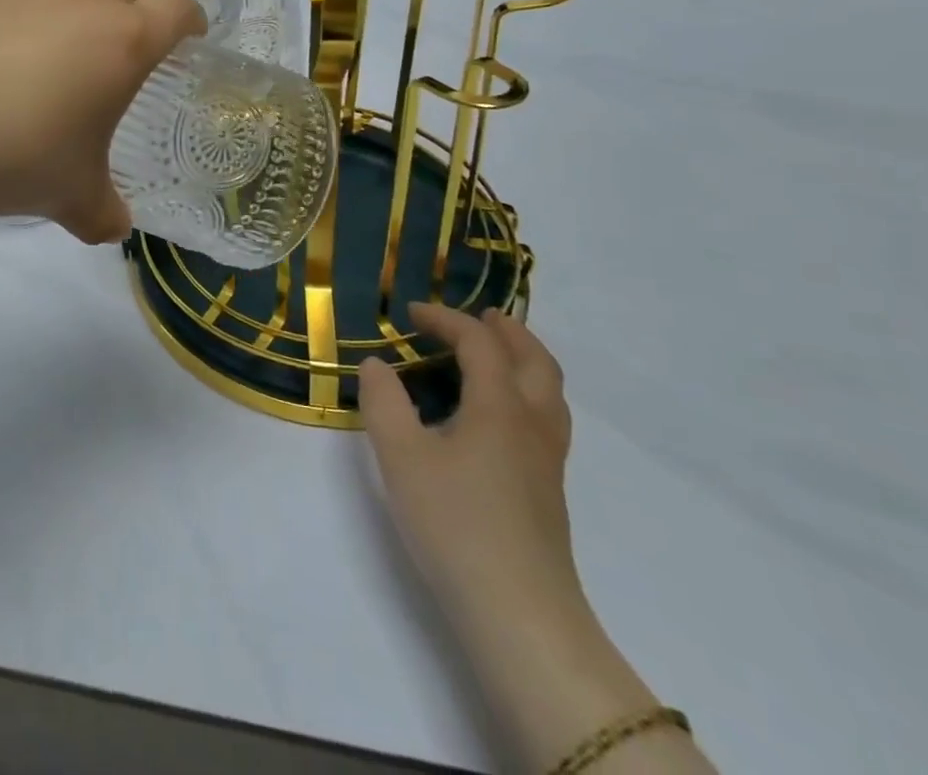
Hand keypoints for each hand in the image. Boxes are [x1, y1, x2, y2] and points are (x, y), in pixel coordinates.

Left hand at [0, 0, 206, 242]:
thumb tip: (113, 228)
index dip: (190, 20)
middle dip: (141, 6)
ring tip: (68, 34)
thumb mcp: (70, 197)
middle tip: (127, 46)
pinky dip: (29, 4)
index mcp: (123, 40)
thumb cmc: (13, 154)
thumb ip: (103, 213)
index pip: (178, 7)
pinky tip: (2, 46)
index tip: (188, 38)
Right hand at [359, 304, 581, 637]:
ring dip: (524, 359)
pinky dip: (526, 391)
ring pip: (550, 391)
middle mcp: (532, 423)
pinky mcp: (548, 489)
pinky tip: (496, 414)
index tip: (410, 314)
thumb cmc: (455, 523)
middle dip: (507, 331)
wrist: (519, 614)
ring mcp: (547, 460)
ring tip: (493, 355)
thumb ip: (383, 401)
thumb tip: (377, 364)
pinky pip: (546, 417)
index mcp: (500, 407)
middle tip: (477, 317)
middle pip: (535, 360)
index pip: (480, 343)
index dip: (446, 319)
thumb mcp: (400, 455)